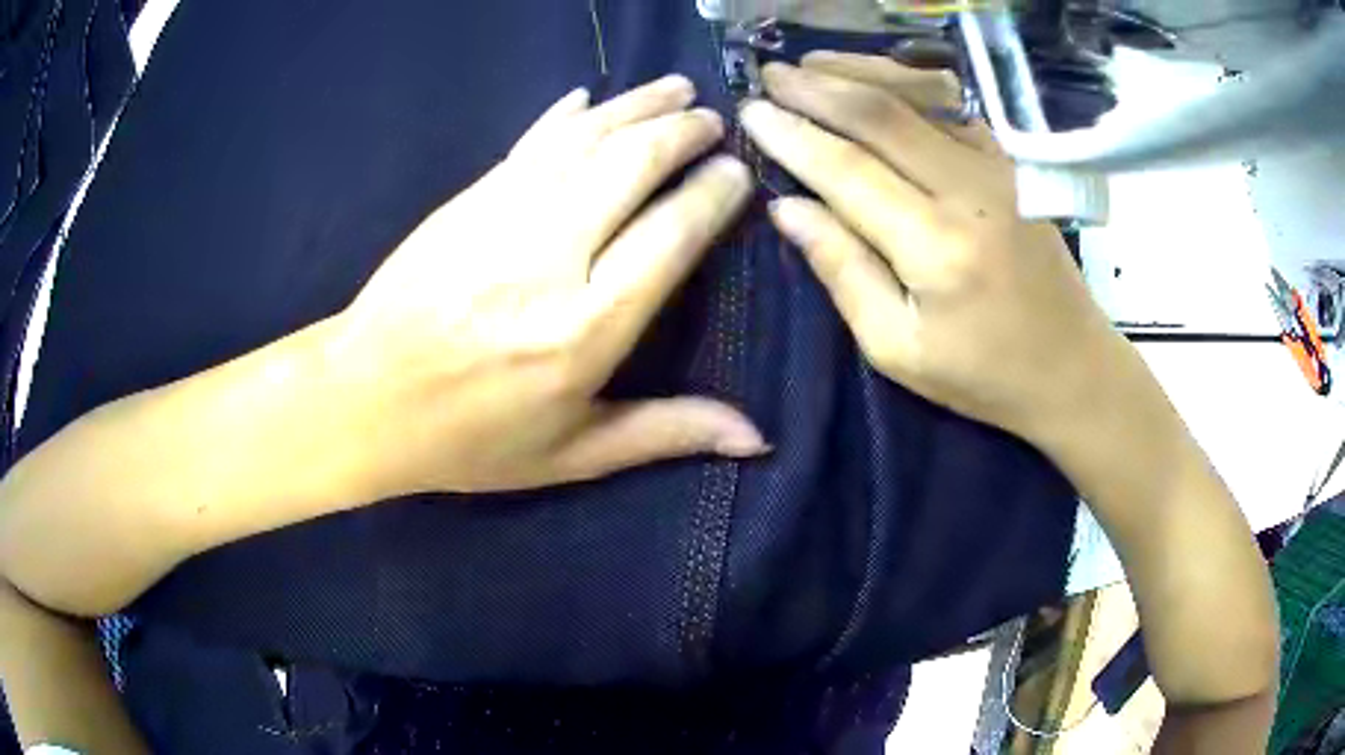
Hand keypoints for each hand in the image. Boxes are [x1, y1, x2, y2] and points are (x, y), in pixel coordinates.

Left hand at [333, 76, 764, 495]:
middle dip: (682, 133)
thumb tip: (758, 439)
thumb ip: (667, 432)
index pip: (672, 235)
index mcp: (586, 328)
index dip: (712, 195)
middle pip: (632, 165)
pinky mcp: (466, 198)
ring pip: (585, 138)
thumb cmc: (469, 438)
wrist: (362, 399)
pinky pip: (530, 141)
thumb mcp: (573, 454)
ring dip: (636, 105)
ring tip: (675, 89)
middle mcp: (550, 257)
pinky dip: (566, 113)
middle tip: (713, 121)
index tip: (737, 173)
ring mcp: (501, 216)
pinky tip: (590, 95)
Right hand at [741, 54, 1124, 442]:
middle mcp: (970, 191)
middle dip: (817, 88)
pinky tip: (876, 76)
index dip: (793, 135)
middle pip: (882, 114)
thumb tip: (787, 207)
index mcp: (936, 247)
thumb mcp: (897, 349)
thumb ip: (842, 271)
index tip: (750, 112)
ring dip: (859, 72)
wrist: (1073, 367)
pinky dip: (908, 82)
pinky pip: (953, 106)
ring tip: (810, 64)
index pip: (846, 169)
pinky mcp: (1014, 165)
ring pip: (919, 96)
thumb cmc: (983, 375)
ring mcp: (999, 169)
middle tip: (768, 76)